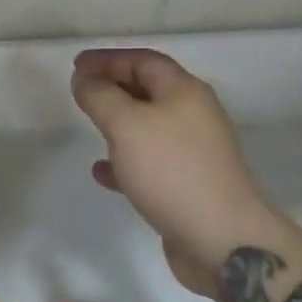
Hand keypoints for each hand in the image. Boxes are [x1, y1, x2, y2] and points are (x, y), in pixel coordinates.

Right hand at [71, 48, 276, 295]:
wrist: (225, 242)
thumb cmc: (172, 170)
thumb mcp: (125, 124)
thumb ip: (99, 95)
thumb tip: (83, 79)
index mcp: (184, 91)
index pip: (142, 60)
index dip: (107, 59)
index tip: (77, 65)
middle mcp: (194, 114)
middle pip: (148, 89)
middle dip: (113, 87)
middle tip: (82, 92)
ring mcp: (195, 152)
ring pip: (150, 127)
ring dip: (119, 124)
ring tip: (91, 128)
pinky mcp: (191, 185)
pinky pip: (152, 162)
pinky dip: (126, 161)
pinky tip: (103, 173)